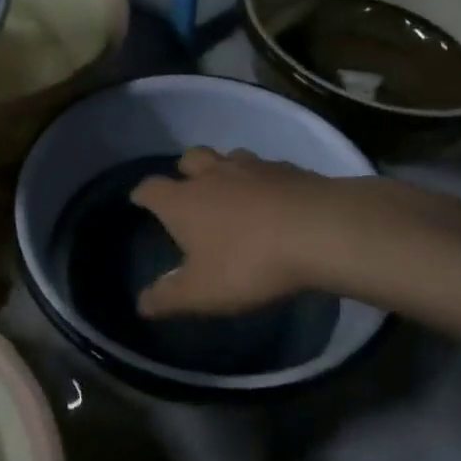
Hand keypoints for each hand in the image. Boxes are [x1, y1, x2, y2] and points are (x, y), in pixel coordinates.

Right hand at [129, 148, 342, 316]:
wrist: (321, 232)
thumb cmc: (248, 263)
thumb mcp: (201, 293)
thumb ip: (168, 297)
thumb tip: (141, 303)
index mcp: (183, 201)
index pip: (151, 189)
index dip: (142, 194)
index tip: (139, 199)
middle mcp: (213, 174)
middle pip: (190, 158)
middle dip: (184, 171)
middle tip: (189, 190)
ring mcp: (254, 167)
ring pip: (229, 157)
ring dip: (225, 170)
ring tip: (232, 191)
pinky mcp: (291, 170)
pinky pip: (267, 168)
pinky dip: (262, 180)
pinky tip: (273, 198)